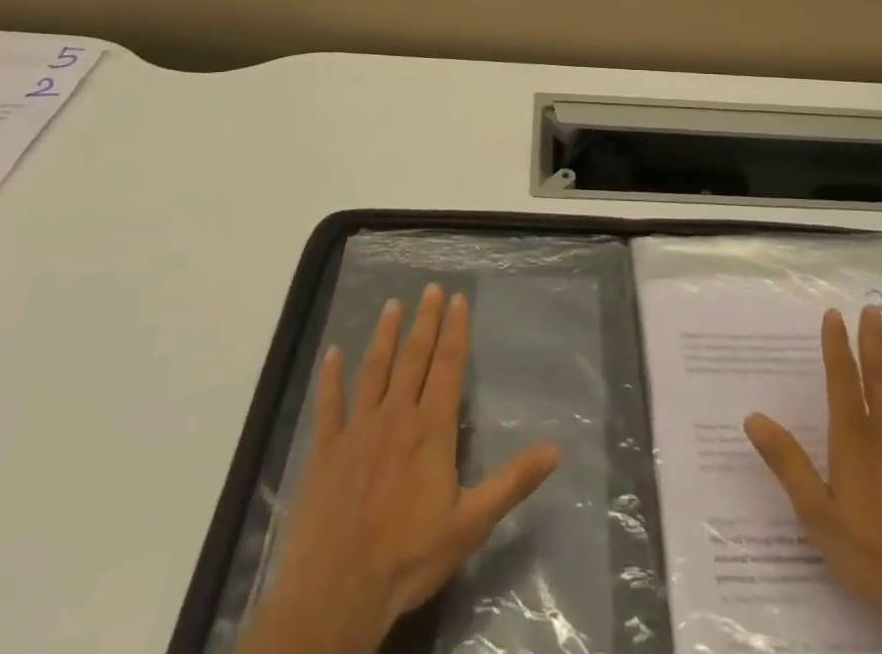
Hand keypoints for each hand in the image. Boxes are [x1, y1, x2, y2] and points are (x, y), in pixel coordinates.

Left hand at [240, 285, 559, 653]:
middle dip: (425, 321)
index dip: (455, 330)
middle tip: (430, 288)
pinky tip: (332, 353)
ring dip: (384, 336)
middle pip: (413, 358)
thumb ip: (512, 482)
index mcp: (431, 428)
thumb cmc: (409, 557)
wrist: (337, 592)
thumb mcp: (472, 523)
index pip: (448, 366)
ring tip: (391, 306)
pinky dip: (330, 377)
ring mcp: (357, 430)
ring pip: (373, 370)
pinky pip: (328, 404)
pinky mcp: (325, 450)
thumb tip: (556, 449)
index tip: (458, 299)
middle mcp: (396, 416)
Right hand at [744, 306, 881, 653]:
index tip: (834, 315)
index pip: (842, 379)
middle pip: (879, 375)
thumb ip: (787, 463)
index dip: (837, 345)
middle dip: (874, 340)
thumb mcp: (817, 514)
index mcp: (854, 437)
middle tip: (873, 309)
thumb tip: (752, 418)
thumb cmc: (873, 554)